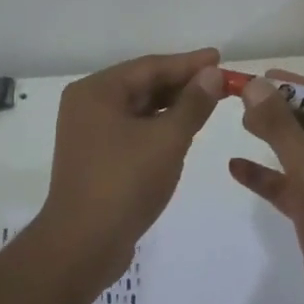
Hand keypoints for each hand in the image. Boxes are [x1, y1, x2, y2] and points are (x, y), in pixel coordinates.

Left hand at [39, 48, 224, 277]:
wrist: (83, 245)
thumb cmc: (124, 183)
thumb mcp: (167, 139)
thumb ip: (193, 104)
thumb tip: (212, 74)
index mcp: (97, 91)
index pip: (150, 66)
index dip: (188, 63)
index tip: (219, 59)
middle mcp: (88, 105)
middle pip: (143, 84)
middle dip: (182, 84)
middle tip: (220, 82)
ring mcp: (89, 132)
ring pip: (139, 108)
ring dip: (172, 105)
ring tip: (208, 103)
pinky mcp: (96, 156)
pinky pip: (133, 129)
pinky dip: (159, 126)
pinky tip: (183, 130)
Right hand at [229, 71, 303, 303]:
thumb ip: (283, 129)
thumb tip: (257, 85)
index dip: (299, 89)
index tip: (265, 76)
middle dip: (283, 114)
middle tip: (246, 98)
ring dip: (276, 142)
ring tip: (241, 123)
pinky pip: (298, 185)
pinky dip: (271, 177)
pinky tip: (236, 168)